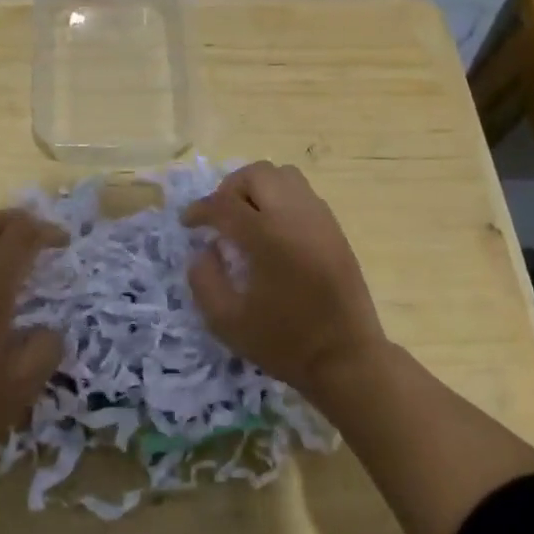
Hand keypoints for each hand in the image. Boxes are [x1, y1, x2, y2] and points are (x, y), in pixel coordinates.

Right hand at [182, 162, 386, 398]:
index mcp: (267, 237)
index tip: (188, 223)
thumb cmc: (284, 343)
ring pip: (284, 175)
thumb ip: (204, 280)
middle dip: (229, 189)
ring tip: (246, 217)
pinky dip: (280, 199)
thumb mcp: (227, 322)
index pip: (224, 204)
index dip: (200, 210)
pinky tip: (273, 229)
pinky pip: (303, 193)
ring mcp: (320, 219)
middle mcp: (295, 216)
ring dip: (257, 188)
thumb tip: (203, 250)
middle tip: (218, 217)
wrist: (346, 358)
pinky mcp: (335, 228)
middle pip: (257, 174)